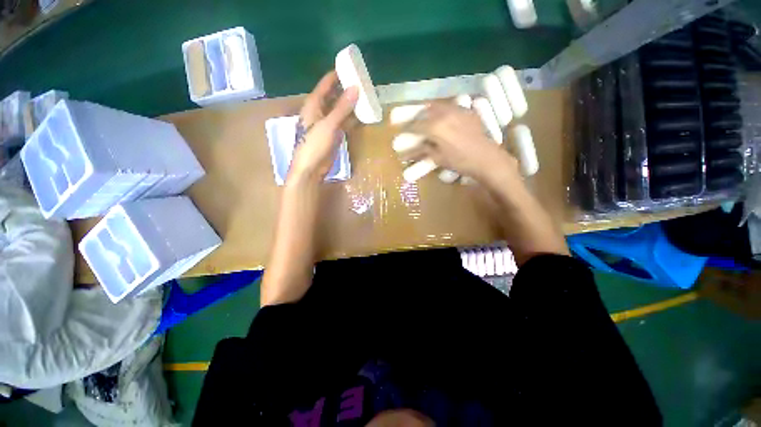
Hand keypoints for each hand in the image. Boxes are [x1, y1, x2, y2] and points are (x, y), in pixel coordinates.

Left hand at [288, 71, 358, 183]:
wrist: (312, 168)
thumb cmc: (314, 145)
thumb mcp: (328, 124)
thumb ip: (342, 108)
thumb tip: (355, 88)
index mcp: (313, 105)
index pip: (325, 85)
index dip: (336, 75)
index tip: (350, 67)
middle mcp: (320, 111)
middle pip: (334, 96)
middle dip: (346, 89)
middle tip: (362, 82)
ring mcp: (328, 124)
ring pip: (340, 109)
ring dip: (351, 104)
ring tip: (365, 96)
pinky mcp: (334, 134)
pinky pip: (344, 122)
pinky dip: (352, 118)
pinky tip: (362, 114)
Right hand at [406, 103, 519, 184]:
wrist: (486, 158)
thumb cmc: (460, 161)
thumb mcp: (437, 158)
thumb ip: (422, 151)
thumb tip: (406, 153)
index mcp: (435, 126)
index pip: (415, 125)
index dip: (406, 129)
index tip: (399, 131)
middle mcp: (444, 113)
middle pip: (425, 110)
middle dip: (415, 116)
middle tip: (410, 122)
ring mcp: (457, 110)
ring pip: (438, 105)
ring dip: (428, 111)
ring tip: (424, 118)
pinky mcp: (467, 111)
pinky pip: (450, 107)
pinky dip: (441, 111)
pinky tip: (441, 119)